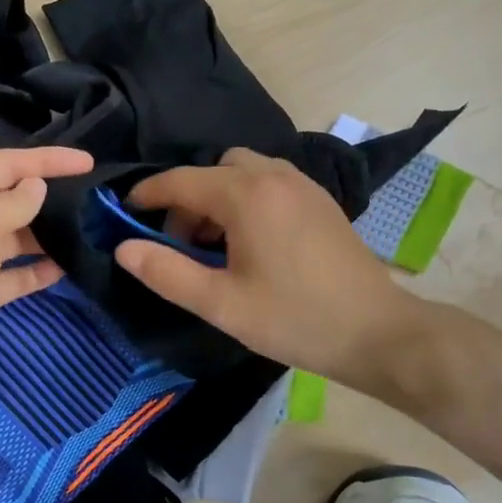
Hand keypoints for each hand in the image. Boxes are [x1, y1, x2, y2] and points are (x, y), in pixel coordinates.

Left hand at [0, 146, 94, 403]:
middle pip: (14, 197)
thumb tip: (37, 186)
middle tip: (94, 197)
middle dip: (50, 195)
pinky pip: (18, 273)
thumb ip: (13, 203)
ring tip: (89, 230)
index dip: (48, 159)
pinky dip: (40, 269)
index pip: (8, 163)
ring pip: (19, 236)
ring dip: (49, 233)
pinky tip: (69, 267)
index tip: (88, 162)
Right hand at [116, 148, 408, 386]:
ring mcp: (302, 185)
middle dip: (187, 200)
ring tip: (216, 247)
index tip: (125, 214)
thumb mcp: (221, 304)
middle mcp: (274, 176)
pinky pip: (268, 182)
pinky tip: (251, 243)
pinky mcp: (320, 200)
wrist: (378, 332)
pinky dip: (245, 199)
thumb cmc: (295, 319)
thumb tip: (123, 247)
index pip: (180, 181)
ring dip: (217, 198)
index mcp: (246, 195)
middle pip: (212, 170)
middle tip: (182, 246)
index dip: (147, 195)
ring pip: (242, 172)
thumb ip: (166, 272)